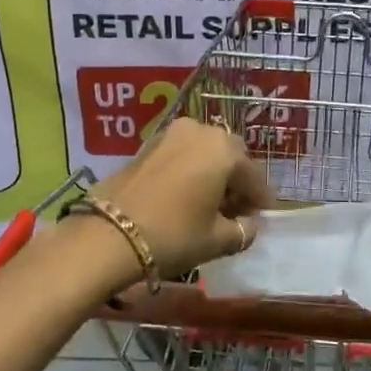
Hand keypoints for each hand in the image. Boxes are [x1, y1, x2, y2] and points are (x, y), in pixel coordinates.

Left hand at [93, 118, 274, 283]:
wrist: (109, 234)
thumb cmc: (173, 235)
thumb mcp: (217, 240)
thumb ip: (243, 231)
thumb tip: (248, 225)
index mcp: (224, 150)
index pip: (254, 176)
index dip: (260, 199)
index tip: (262, 217)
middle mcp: (201, 131)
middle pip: (230, 157)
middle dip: (236, 182)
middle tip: (236, 211)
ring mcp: (171, 133)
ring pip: (204, 153)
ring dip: (212, 174)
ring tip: (209, 205)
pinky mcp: (148, 144)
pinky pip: (182, 154)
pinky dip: (190, 171)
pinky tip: (186, 197)